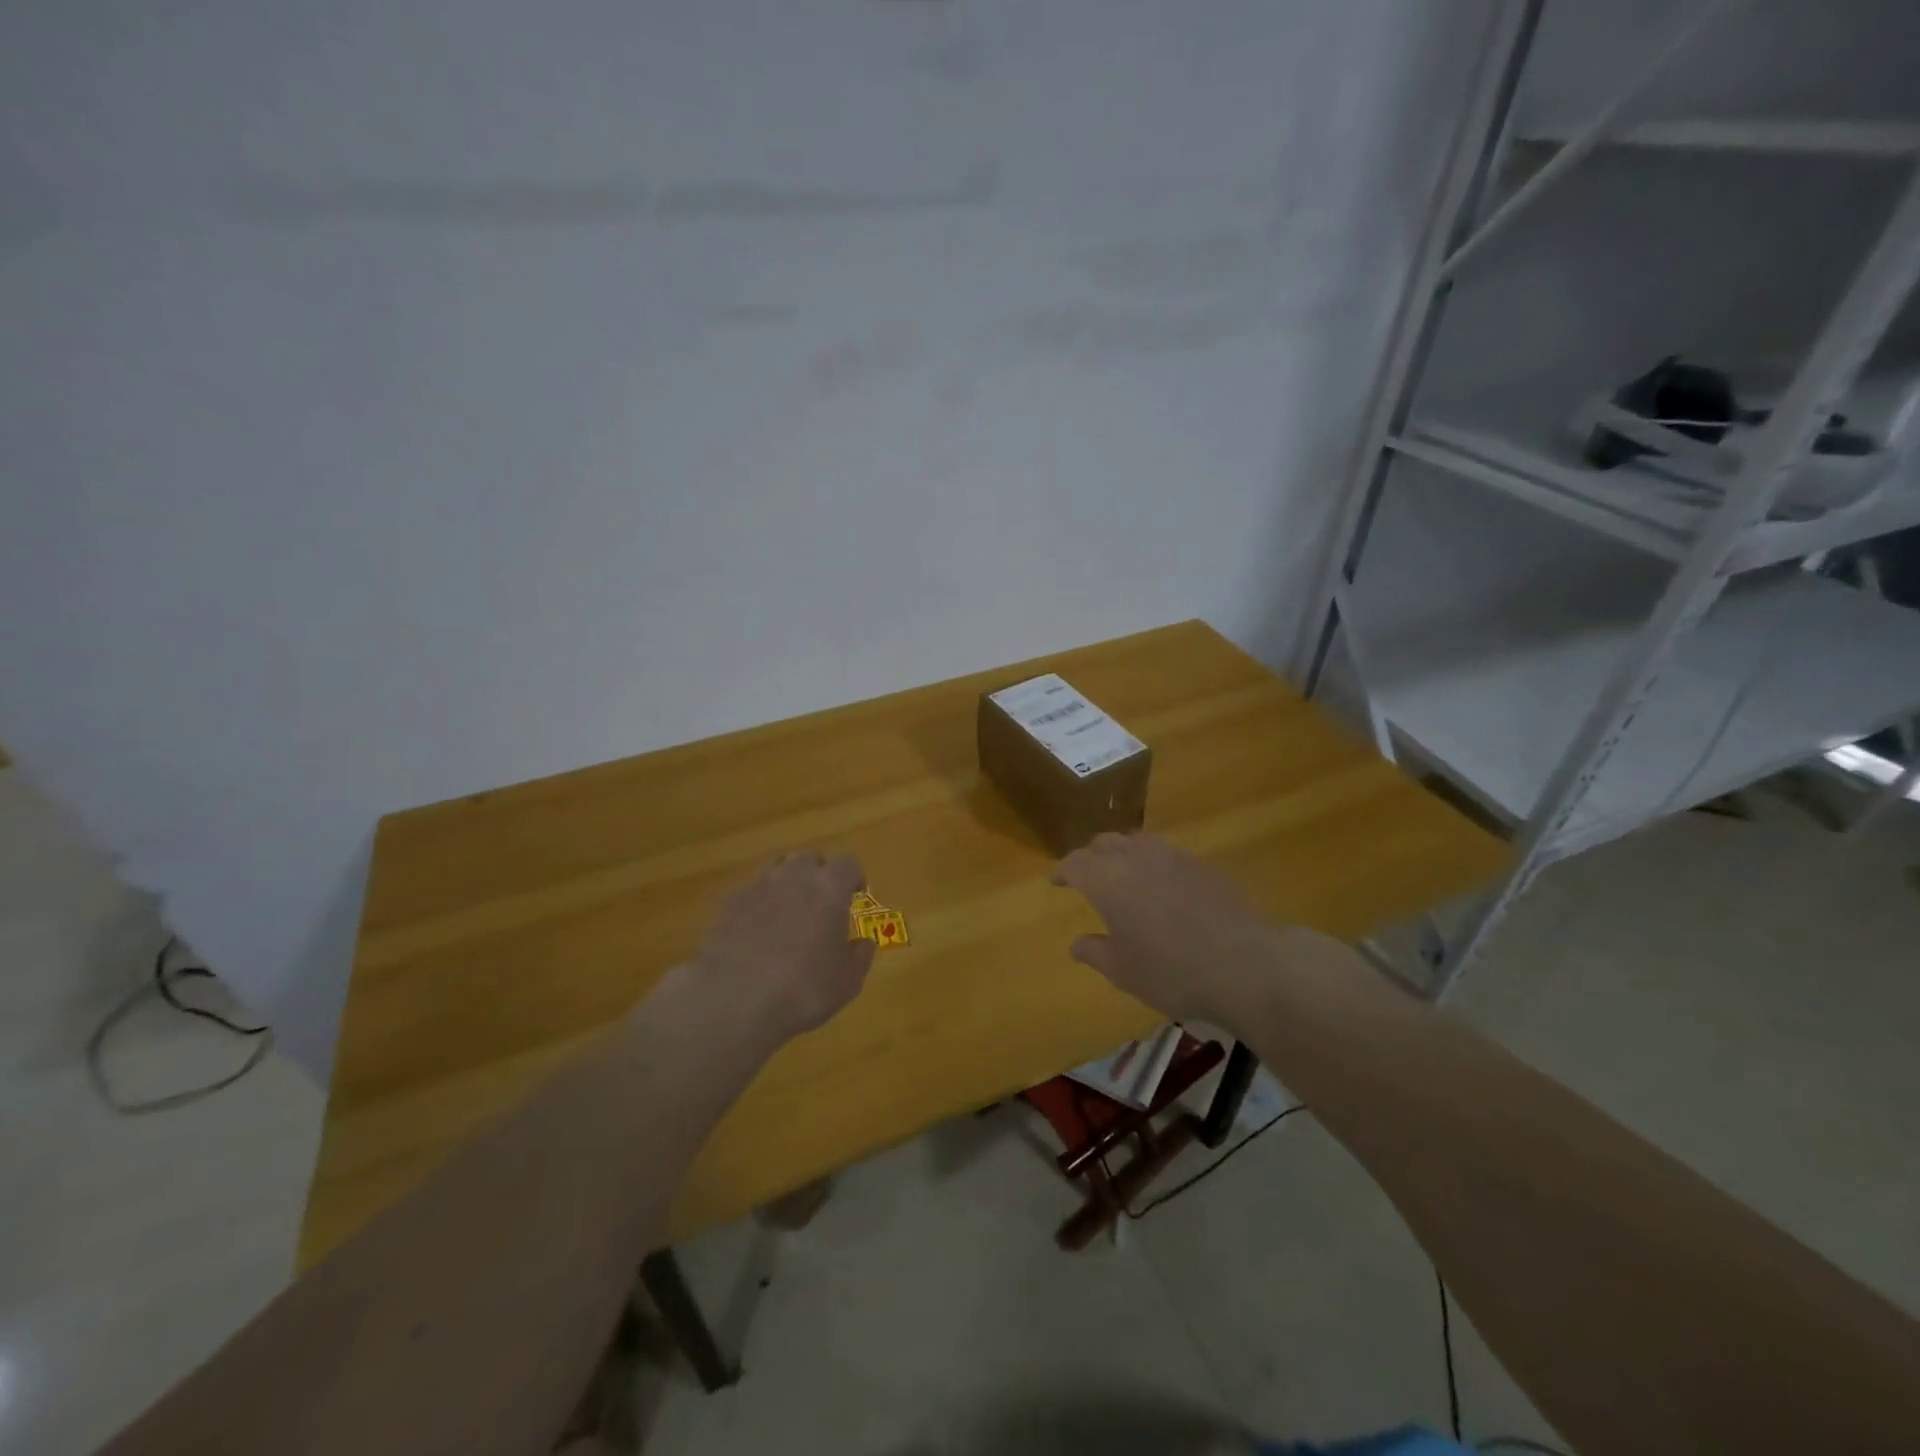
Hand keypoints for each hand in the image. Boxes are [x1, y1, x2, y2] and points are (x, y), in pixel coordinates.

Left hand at [693, 850, 874, 1046]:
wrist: (733, 1001)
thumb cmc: (803, 989)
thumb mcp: (848, 981)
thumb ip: (860, 955)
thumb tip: (863, 943)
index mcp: (829, 888)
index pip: (848, 863)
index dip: (853, 878)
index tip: (854, 897)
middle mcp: (793, 876)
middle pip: (810, 858)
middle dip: (819, 875)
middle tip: (821, 904)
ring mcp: (758, 886)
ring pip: (778, 869)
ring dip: (788, 883)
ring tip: (788, 914)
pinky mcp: (729, 902)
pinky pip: (752, 891)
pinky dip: (760, 903)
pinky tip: (756, 931)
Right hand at [1051, 833, 1292, 1025]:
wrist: (1244, 964)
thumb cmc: (1171, 971)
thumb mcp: (1123, 972)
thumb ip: (1095, 952)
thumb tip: (1077, 944)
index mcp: (1106, 880)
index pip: (1074, 863)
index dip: (1063, 871)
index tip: (1057, 881)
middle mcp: (1135, 857)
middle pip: (1104, 843)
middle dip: (1091, 856)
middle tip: (1088, 876)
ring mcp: (1172, 855)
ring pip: (1137, 841)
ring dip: (1124, 853)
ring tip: (1125, 874)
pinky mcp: (1202, 863)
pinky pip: (1167, 853)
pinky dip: (1155, 863)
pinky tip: (1164, 887)